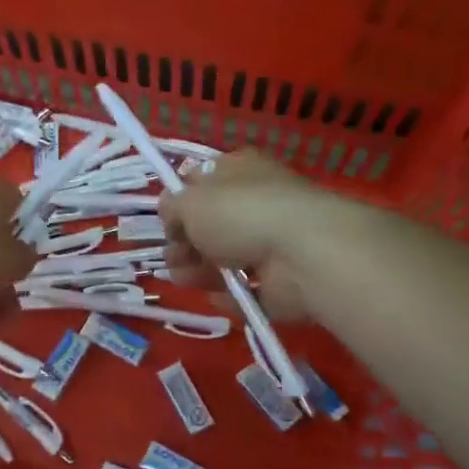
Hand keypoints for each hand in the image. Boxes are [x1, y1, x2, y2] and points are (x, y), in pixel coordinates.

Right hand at [159, 152, 367, 322]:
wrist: (302, 254)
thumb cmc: (240, 212)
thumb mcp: (189, 200)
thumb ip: (172, 208)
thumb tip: (172, 217)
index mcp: (239, 171)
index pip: (204, 182)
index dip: (181, 202)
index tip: (166, 223)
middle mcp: (258, 202)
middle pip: (213, 225)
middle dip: (186, 243)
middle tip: (171, 259)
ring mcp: (274, 244)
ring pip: (228, 259)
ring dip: (200, 271)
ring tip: (183, 280)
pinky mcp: (283, 282)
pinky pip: (249, 290)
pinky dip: (230, 296)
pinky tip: (215, 297)